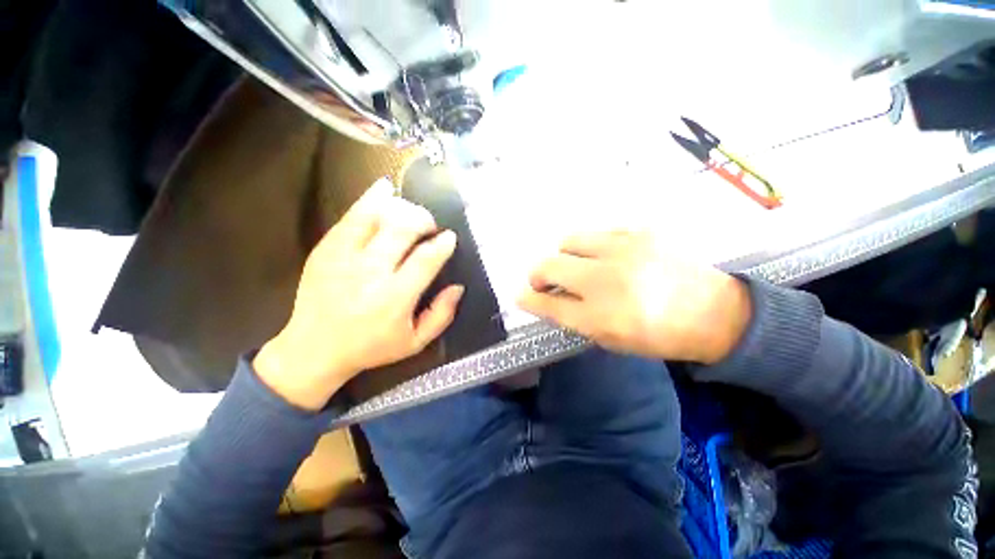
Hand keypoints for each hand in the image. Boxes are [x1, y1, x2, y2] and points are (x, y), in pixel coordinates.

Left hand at [255, 179, 463, 410]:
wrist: (314, 349)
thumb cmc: (371, 347)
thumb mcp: (415, 342)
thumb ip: (442, 315)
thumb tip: (458, 286)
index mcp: (394, 298)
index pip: (426, 259)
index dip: (443, 243)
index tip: (450, 238)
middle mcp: (370, 273)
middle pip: (403, 229)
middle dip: (424, 220)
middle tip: (431, 226)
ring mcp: (344, 257)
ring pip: (377, 215)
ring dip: (402, 208)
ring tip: (411, 214)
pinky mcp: (326, 249)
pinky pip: (351, 215)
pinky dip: (371, 198)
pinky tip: (384, 189)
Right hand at [517, 230, 750, 363]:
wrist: (715, 313)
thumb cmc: (657, 335)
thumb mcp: (609, 338)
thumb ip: (571, 317)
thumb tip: (541, 298)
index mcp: (600, 317)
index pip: (546, 303)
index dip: (528, 298)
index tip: (521, 295)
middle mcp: (606, 281)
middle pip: (549, 266)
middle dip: (538, 274)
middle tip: (545, 281)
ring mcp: (624, 250)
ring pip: (569, 241)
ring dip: (565, 256)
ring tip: (579, 267)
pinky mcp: (640, 232)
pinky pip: (597, 233)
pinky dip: (592, 247)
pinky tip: (606, 258)